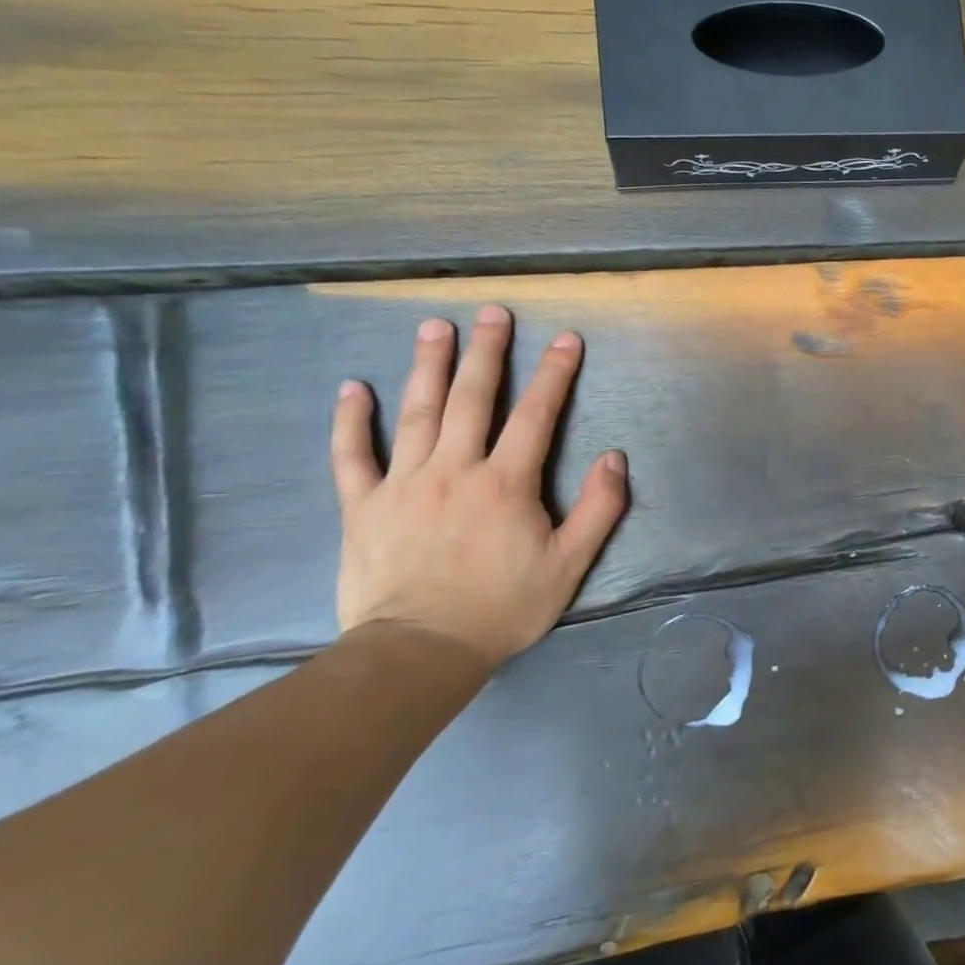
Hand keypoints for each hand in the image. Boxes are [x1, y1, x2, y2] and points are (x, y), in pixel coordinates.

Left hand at [330, 306, 629, 668]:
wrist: (419, 652)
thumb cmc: (503, 607)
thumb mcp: (570, 564)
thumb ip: (599, 508)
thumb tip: (615, 457)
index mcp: (506, 483)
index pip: (536, 415)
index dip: (554, 373)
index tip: (565, 339)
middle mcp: (454, 469)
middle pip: (473, 399)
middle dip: (486, 352)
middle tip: (491, 313)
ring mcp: (403, 484)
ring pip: (416, 413)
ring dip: (428, 366)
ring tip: (434, 327)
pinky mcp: (363, 506)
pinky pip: (351, 456)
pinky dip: (350, 420)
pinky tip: (352, 388)